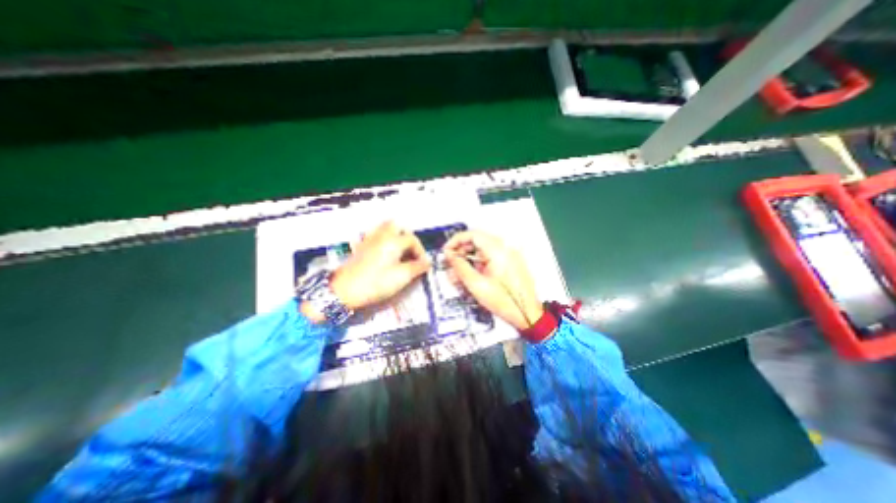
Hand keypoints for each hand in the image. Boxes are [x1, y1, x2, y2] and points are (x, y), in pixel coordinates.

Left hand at [300, 221, 430, 322]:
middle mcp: (382, 236)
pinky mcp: (361, 247)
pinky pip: (374, 235)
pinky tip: (384, 251)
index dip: (421, 251)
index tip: (422, 265)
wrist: (344, 290)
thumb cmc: (376, 283)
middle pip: (397, 226)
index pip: (412, 240)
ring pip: (384, 228)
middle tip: (410, 251)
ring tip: (399, 250)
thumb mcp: (401, 277)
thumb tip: (428, 262)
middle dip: (406, 236)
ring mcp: (369, 240)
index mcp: (393, 241)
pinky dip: (382, 238)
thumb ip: (417, 268)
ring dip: (394, 235)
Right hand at [442, 230, 542, 331]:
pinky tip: (470, 276)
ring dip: (468, 259)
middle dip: (461, 251)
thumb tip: (450, 256)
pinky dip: (478, 265)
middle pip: (477, 242)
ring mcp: (508, 256)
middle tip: (450, 263)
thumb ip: (460, 267)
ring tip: (458, 274)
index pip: (473, 234)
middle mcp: (505, 249)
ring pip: (482, 251)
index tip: (447, 250)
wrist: (528, 315)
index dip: (456, 240)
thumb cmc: (506, 302)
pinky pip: (489, 259)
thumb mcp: (477, 285)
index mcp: (498, 251)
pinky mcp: (509, 264)